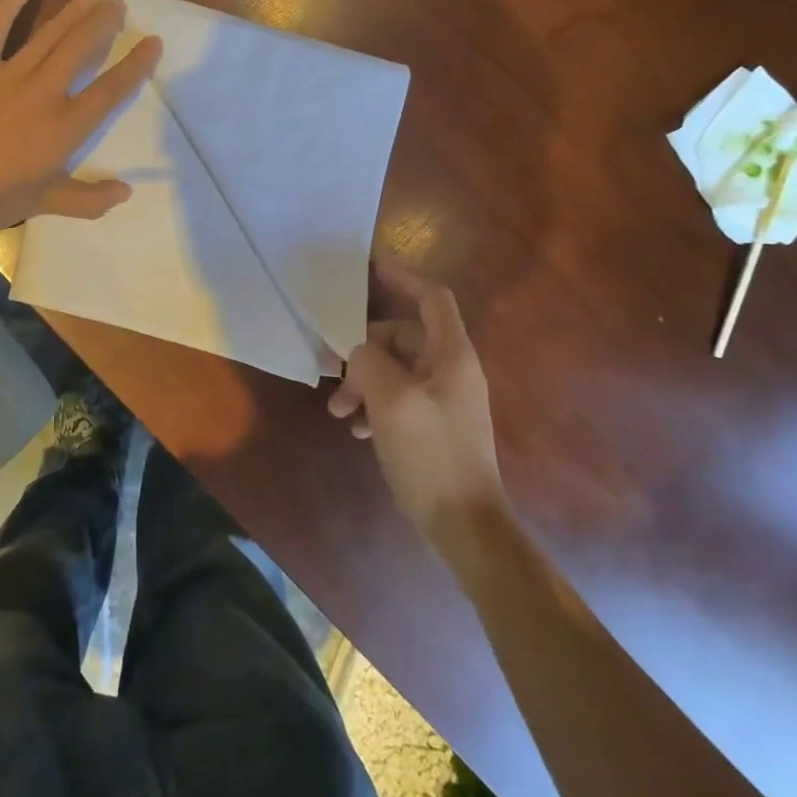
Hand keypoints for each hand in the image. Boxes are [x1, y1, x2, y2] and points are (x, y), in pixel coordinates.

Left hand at [0, 0, 161, 236]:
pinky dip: (10, 2)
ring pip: (50, 33)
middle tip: (119, 2)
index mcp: (65, 126)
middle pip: (82, 48)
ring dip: (74, 10)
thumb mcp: (41, 203)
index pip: (110, 90)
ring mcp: (9, 73)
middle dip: (103, 23)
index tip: (152, 42)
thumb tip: (125, 191)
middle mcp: (45, 91)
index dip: (135, 65)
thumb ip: (87, 198)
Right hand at [329, 261, 506, 540]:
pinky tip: (358, 430)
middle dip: (363, 351)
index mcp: (451, 355)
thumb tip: (359, 352)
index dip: (403, 279)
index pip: (432, 298)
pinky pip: (398, 398)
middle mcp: (451, 370)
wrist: (464, 525)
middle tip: (332, 372)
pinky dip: (375, 405)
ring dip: (363, 382)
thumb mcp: (391, 401)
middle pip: (402, 337)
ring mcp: (443, 399)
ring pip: (395, 370)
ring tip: (340, 412)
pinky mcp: (434, 425)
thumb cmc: (430, 455)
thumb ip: (369, 362)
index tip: (369, 270)